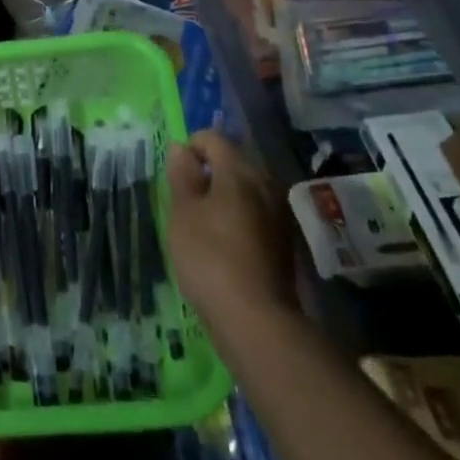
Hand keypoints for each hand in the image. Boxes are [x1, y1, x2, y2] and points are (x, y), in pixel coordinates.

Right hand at [166, 131, 295, 339]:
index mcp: (239, 170)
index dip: (190, 148)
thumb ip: (182, 175)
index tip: (175, 176)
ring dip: (224, 196)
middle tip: (185, 200)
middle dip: (208, 172)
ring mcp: (279, 212)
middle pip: (232, 162)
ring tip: (203, 224)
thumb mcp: (182, 213)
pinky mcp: (284, 240)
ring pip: (246, 189)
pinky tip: (225, 244)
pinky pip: (256, 213)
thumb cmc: (210, 257)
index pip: (213, 139)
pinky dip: (238, 218)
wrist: (256, 320)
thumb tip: (180, 148)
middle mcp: (265, 183)